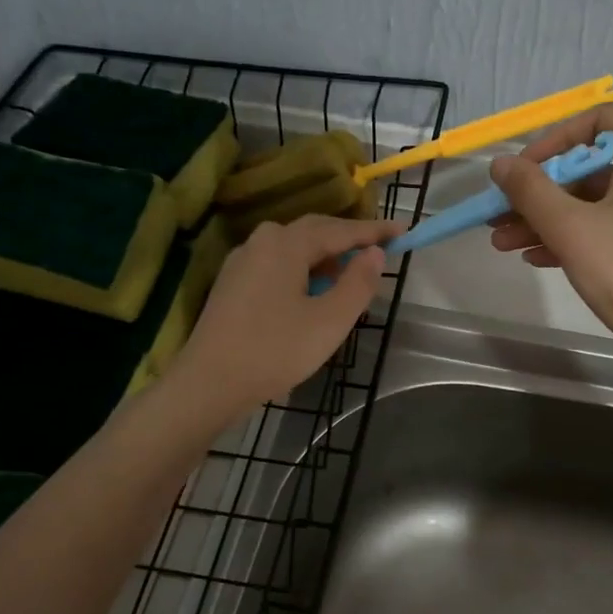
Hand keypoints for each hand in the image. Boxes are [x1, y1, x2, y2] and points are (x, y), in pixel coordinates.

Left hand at [173, 213, 402, 411]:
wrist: (209, 383)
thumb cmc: (275, 351)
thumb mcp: (329, 321)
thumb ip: (358, 284)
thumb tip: (376, 254)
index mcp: (287, 244)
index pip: (341, 230)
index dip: (374, 231)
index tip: (402, 231)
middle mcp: (262, 242)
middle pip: (314, 231)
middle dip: (348, 239)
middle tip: (379, 250)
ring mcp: (242, 261)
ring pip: (294, 248)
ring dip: (326, 256)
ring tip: (350, 275)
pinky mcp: (232, 283)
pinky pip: (277, 264)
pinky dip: (303, 269)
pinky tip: (312, 292)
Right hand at [488, 106, 612, 361]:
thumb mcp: (570, 229)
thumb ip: (530, 191)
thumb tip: (500, 163)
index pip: (598, 120)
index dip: (553, 140)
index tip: (522, 173)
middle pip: (593, 168)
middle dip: (541, 194)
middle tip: (500, 219)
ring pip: (601, 203)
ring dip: (552, 220)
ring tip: (508, 246)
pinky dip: (581, 236)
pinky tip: (541, 259)